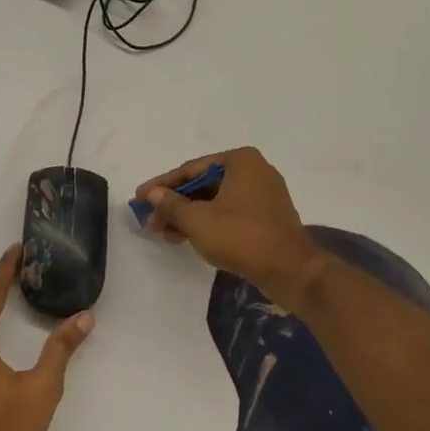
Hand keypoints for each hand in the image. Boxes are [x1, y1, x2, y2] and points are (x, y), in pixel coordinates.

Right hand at [134, 147, 321, 299]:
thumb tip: (153, 194)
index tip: (139, 198)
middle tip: (151, 221)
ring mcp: (264, 194)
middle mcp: (254, 170)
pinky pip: (230, 213)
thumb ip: (171, 204)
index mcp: (240, 160)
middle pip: (203, 184)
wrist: (290, 270)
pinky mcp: (267, 216)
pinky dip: (208, 223)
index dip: (161, 185)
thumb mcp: (198, 221)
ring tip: (165, 234)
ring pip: (216, 200)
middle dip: (175, 204)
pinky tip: (188, 238)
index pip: (191, 169)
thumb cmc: (242, 236)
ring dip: (189, 216)